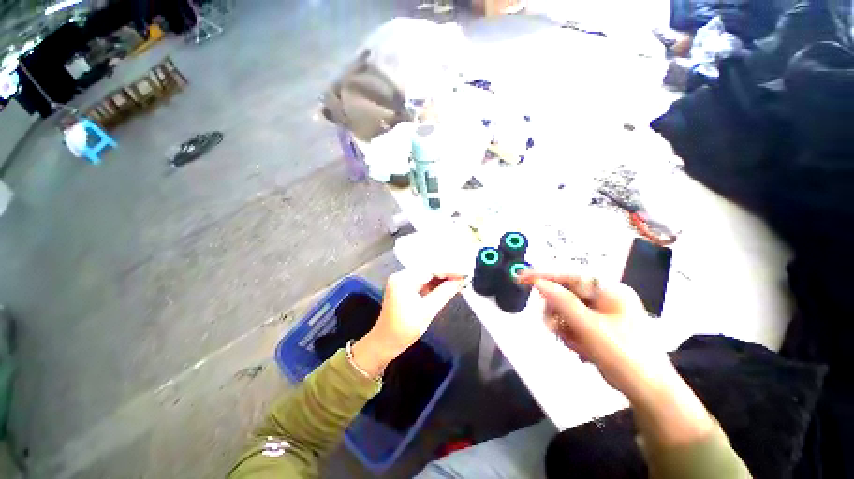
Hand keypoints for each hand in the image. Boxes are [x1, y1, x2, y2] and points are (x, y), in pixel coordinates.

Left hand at [352, 270, 463, 376]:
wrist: (385, 344)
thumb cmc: (404, 329)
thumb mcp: (427, 310)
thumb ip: (445, 292)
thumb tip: (461, 281)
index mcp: (403, 279)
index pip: (431, 269)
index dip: (449, 270)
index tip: (465, 273)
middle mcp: (401, 276)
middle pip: (429, 270)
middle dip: (447, 274)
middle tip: (464, 277)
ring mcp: (402, 281)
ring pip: (427, 276)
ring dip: (442, 279)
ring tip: (459, 281)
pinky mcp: (405, 288)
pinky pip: (423, 282)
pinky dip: (435, 285)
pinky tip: (447, 286)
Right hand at [518, 271, 661, 392]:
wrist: (650, 395)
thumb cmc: (624, 356)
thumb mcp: (590, 328)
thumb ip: (562, 302)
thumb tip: (538, 282)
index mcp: (610, 290)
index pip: (570, 276)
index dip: (544, 275)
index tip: (521, 278)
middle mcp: (606, 298)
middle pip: (566, 295)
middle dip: (556, 312)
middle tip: (552, 328)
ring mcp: (602, 314)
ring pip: (566, 312)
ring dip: (564, 328)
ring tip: (573, 345)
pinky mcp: (598, 329)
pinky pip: (573, 325)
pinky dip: (571, 336)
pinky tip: (581, 351)